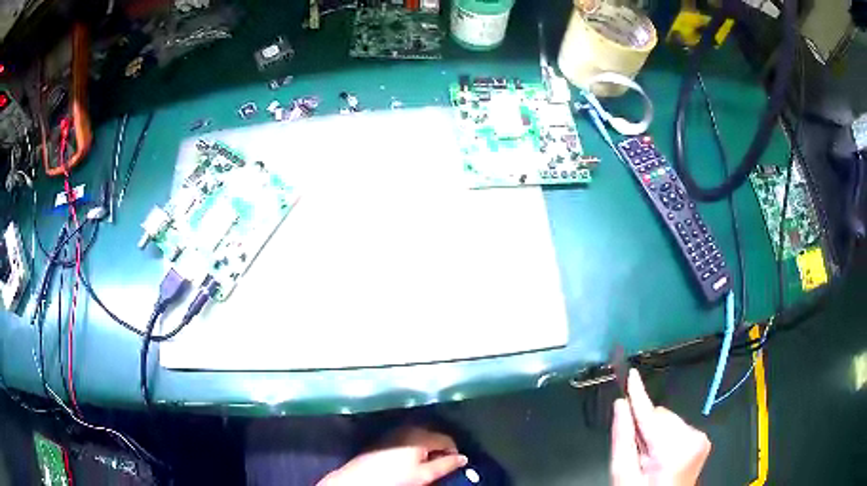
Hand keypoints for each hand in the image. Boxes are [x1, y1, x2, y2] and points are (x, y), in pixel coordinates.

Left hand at [318, 426, 467, 485]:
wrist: (360, 479)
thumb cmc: (395, 477)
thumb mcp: (424, 475)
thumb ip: (446, 465)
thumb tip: (463, 458)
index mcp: (420, 435)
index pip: (446, 439)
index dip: (454, 451)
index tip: (455, 463)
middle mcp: (408, 429)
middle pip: (433, 435)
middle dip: (440, 448)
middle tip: (441, 464)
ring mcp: (394, 432)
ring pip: (419, 437)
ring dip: (427, 448)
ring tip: (427, 463)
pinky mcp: (384, 438)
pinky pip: (407, 438)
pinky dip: (414, 446)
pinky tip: (410, 459)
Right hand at [611, 369, 711, 485]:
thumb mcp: (624, 474)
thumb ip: (622, 439)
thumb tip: (621, 406)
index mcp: (674, 451)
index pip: (651, 415)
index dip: (638, 395)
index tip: (631, 375)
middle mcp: (694, 439)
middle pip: (660, 416)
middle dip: (644, 428)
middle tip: (636, 451)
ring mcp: (701, 439)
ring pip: (667, 419)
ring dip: (654, 432)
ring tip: (647, 456)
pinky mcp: (702, 439)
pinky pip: (677, 425)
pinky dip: (664, 435)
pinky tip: (659, 453)